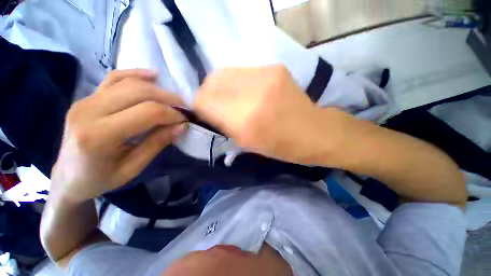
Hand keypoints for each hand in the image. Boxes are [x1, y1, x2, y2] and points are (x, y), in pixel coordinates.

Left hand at [51, 69, 186, 202]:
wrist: (67, 177)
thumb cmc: (101, 179)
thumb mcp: (134, 167)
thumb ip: (158, 143)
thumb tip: (182, 126)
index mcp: (99, 136)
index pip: (147, 112)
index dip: (172, 113)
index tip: (186, 120)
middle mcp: (89, 111)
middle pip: (138, 92)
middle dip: (168, 99)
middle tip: (184, 108)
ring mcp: (85, 101)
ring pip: (128, 82)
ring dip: (157, 89)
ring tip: (173, 99)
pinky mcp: (86, 97)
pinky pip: (114, 78)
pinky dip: (136, 74)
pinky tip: (153, 75)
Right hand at [193, 65, 345, 164]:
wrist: (314, 131)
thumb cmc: (281, 146)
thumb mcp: (246, 143)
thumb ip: (222, 124)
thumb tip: (205, 109)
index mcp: (245, 121)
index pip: (204, 101)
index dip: (199, 105)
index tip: (202, 111)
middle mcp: (252, 94)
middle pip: (212, 81)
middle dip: (208, 93)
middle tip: (214, 103)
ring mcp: (265, 76)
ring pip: (225, 73)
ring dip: (221, 86)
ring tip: (229, 97)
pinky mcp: (274, 68)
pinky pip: (242, 71)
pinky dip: (237, 82)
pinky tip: (246, 91)